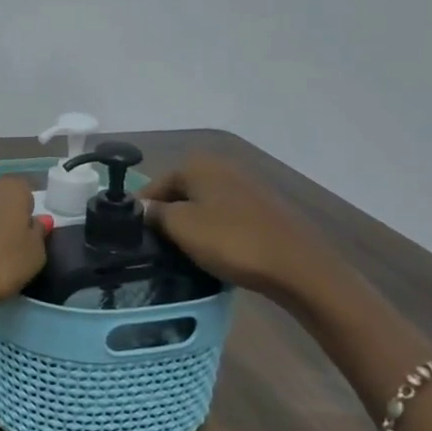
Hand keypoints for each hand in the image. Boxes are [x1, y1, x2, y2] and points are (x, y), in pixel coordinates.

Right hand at [137, 154, 350, 312]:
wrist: (296, 266)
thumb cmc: (231, 241)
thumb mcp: (181, 227)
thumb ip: (154, 214)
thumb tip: (143, 209)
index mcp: (197, 164)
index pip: (154, 186)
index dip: (142, 212)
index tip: (135, 240)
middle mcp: (220, 167)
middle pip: (179, 193)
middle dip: (167, 218)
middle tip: (158, 248)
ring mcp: (244, 186)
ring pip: (202, 205)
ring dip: (191, 226)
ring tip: (183, 253)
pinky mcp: (262, 208)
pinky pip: (224, 216)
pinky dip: (215, 231)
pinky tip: (214, 252)